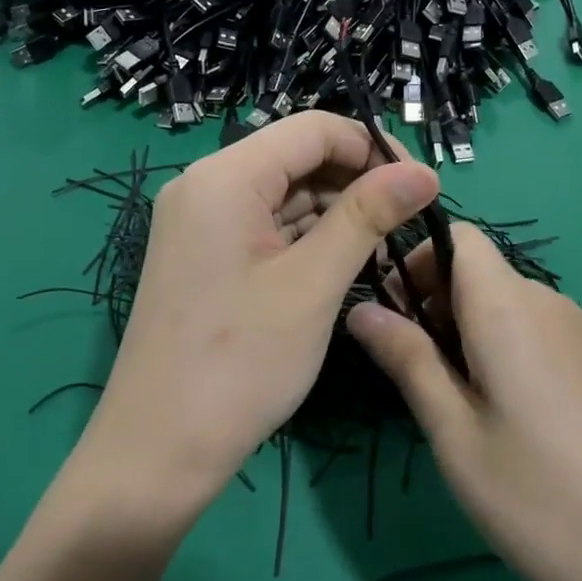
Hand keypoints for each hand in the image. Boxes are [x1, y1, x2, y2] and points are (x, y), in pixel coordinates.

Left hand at [76, 113, 439, 516]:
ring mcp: (200, 221)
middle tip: (408, 224)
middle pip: (298, 158)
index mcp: (225, 177)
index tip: (420, 186)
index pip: (314, 129)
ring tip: (384, 249)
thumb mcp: (313, 284)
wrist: (157, 451)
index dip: (373, 148)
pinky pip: (265, 225)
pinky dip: (307, 238)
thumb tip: (424, 171)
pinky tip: (344, 264)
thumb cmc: (240, 363)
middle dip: (357, 182)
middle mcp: (205, 185)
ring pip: (284, 194)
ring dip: (336, 213)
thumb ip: (368, 216)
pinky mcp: (204, 254)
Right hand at [346, 224, 581, 580]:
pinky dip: (508, 349)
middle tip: (415, 373)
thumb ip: (408, 360)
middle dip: (436, 302)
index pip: (458, 235)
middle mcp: (551, 303)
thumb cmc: (542, 499)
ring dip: (470, 330)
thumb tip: (361, 308)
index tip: (392, 313)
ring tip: (459, 404)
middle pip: (481, 271)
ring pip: (510, 304)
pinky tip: (512, 419)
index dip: (416, 258)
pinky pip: (541, 331)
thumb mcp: (456, 436)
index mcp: (508, 307)